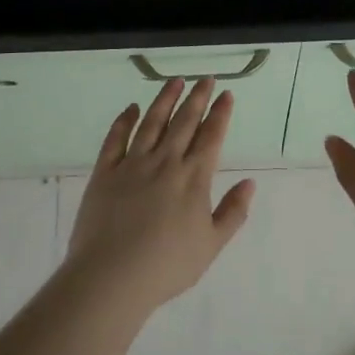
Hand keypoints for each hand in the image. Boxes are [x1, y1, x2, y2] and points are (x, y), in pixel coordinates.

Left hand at [64, 77, 254, 312]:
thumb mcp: (211, 245)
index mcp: (194, 178)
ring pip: (152, 122)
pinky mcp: (105, 172)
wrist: (112, 276)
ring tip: (175, 81)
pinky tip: (131, 108)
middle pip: (184, 122)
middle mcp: (165, 162)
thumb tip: (250, 182)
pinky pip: (116, 138)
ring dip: (165, 99)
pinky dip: (124, 120)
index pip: (211, 137)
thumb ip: (233, 212)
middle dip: (197, 98)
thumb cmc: (167, 266)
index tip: (226, 94)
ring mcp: (133, 164)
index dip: (220, 113)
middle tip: (205, 79)